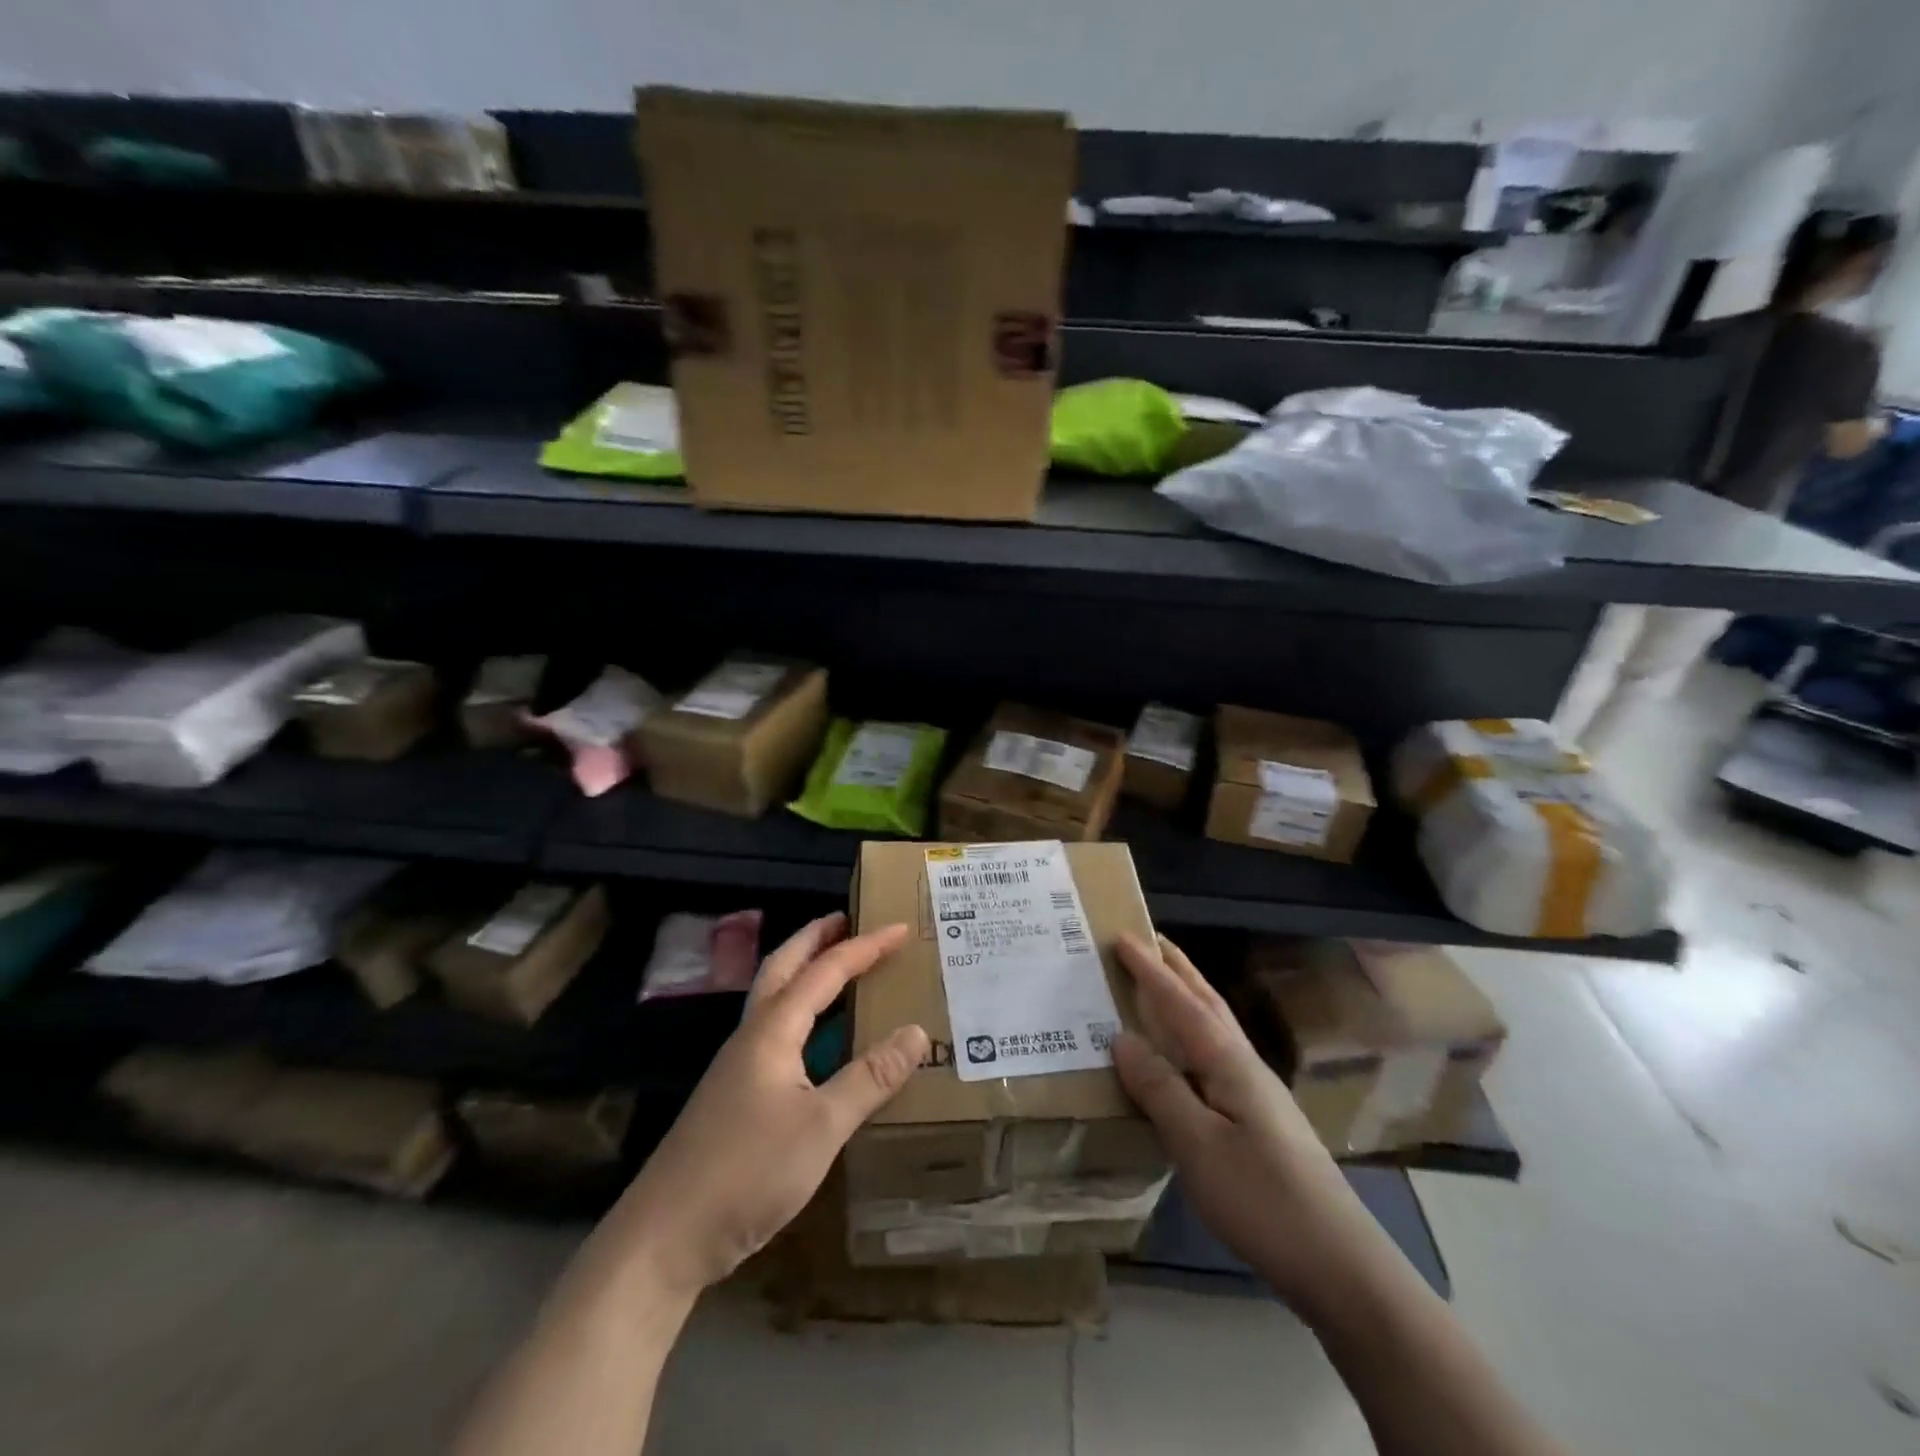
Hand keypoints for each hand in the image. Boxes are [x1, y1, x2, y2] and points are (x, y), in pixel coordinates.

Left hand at [609, 913, 926, 1296]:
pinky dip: (801, 1013)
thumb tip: (917, 1031)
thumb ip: (870, 1078)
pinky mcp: (734, 1095)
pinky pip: (775, 1032)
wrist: (665, 1237)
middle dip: (815, 938)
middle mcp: (752, 1036)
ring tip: (837, 966)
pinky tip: (817, 1040)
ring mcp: (738, 1066)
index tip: (899, 928)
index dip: (864, 947)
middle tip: (847, 920)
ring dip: (804, 971)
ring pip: (774, 998)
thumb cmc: (747, 1172)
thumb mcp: (821, 1126)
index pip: (824, 971)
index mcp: (773, 1030)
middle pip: (783, 967)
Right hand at [1112, 932, 1379, 1311]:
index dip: (1149, 970)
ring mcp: (1257, 1092)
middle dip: (1176, 968)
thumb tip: (1122, 1037)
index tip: (1121, 936)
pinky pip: (1216, 1054)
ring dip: (1187, 995)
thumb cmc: (1261, 1198)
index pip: (1181, 1003)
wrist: (1338, 1263)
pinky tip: (1185, 1053)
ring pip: (1215, 1026)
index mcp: (1228, 1062)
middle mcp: (1244, 1064)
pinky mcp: (1260, 1118)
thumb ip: (1159, 1089)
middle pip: (1206, 1002)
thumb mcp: (1198, 1145)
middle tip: (1147, 940)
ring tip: (1162, 981)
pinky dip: (1193, 1033)